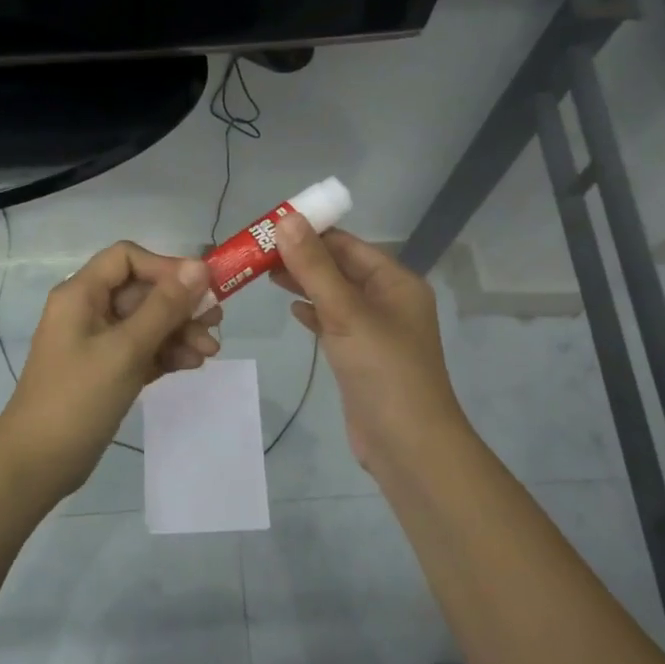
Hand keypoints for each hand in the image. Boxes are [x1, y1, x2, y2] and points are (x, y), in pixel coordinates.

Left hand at [0, 241, 222, 500]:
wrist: (38, 464)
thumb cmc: (78, 399)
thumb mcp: (126, 349)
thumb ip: (164, 307)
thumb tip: (199, 266)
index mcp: (81, 294)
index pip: (127, 258)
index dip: (165, 267)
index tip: (200, 289)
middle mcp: (87, 310)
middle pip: (142, 291)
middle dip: (180, 305)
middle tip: (216, 323)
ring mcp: (96, 342)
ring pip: (146, 322)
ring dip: (179, 332)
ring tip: (209, 352)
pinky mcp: (105, 370)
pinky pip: (142, 349)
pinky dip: (166, 353)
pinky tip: (192, 364)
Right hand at [272, 217, 471, 479]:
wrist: (407, 444)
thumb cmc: (383, 370)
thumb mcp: (346, 312)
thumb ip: (314, 267)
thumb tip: (286, 219)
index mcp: (395, 281)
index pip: (347, 244)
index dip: (309, 232)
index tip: (268, 227)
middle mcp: (388, 300)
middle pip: (339, 267)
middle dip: (301, 257)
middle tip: (256, 252)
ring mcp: (374, 330)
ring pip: (334, 295)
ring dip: (304, 282)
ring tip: (263, 273)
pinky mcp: (360, 356)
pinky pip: (333, 322)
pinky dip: (313, 312)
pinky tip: (291, 308)